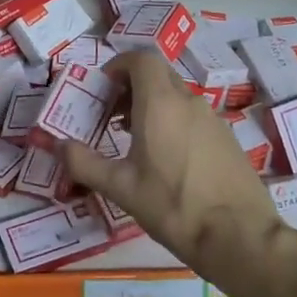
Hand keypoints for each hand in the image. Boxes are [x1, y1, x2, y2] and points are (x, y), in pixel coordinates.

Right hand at [61, 51, 282, 277]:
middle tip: (111, 114)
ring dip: (151, 104)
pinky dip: (173, 120)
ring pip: (176, 96)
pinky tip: (165, 158)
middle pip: (158, 75)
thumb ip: (84, 163)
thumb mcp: (121, 188)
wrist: (239, 236)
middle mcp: (189, 102)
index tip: (102, 88)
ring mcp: (212, 119)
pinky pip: (193, 115)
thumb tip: (57, 146)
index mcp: (161, 104)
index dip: (119, 65)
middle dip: (131, 86)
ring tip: (133, 137)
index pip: (141, 59)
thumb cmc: (174, 206)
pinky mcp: (226, 138)